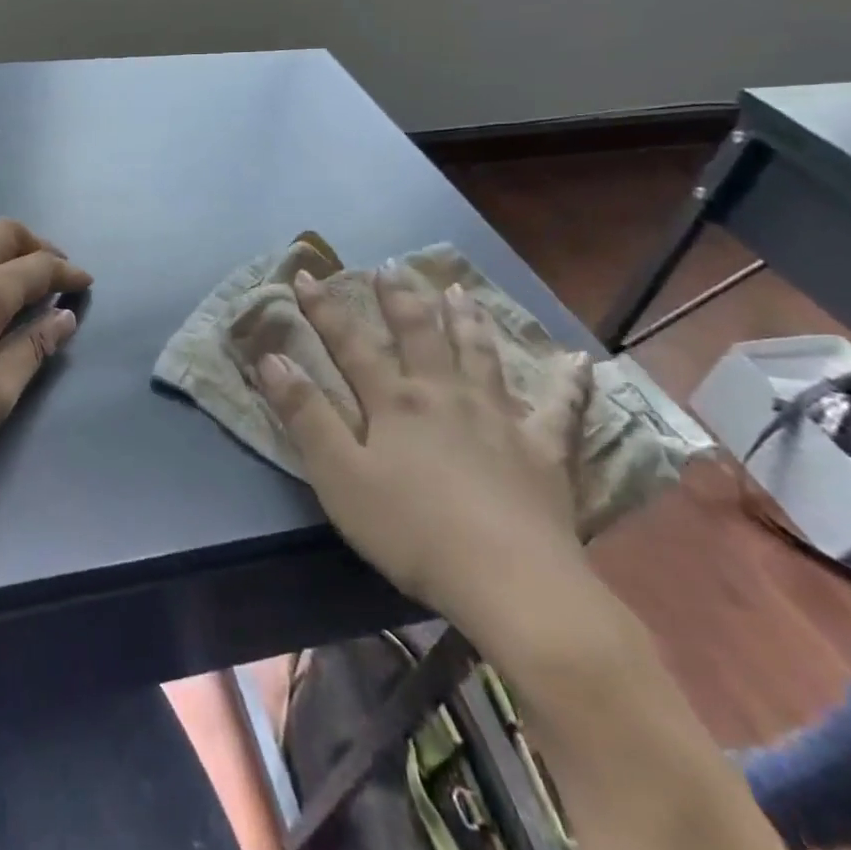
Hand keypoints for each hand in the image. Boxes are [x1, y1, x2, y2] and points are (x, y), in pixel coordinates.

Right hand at [254, 269, 593, 632]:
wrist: (510, 582)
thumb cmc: (411, 531)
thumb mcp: (339, 476)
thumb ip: (305, 414)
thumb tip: (272, 357)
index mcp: (395, 401)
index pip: (350, 344)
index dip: (324, 309)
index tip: (306, 275)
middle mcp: (445, 394)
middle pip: (419, 335)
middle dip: (399, 299)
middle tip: (390, 267)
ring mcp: (498, 418)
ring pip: (480, 355)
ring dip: (466, 320)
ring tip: (459, 291)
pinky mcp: (543, 452)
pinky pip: (559, 410)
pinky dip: (569, 384)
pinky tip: (578, 362)